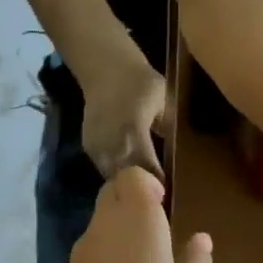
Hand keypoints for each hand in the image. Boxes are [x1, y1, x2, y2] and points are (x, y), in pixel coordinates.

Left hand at [49, 168, 211, 262]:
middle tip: (155, 230)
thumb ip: (197, 262)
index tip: (163, 205)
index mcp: (137, 218)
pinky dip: (103, 256)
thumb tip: (201, 238)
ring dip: (117, 230)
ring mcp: (81, 249)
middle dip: (130, 200)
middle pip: (111, 193)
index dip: (147, 183)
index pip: (131, 176)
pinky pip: (88, 250)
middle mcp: (104, 224)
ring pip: (98, 222)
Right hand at [79, 55, 166, 181]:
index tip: (169, 192)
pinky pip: (102, 167)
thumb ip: (168, 129)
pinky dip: (114, 172)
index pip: (148, 170)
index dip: (158, 184)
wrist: (106, 68)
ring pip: (112, 176)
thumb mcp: (165, 102)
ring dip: (125, 182)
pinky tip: (126, 172)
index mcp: (133, 134)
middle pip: (127, 179)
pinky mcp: (88, 145)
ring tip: (140, 188)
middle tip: (155, 195)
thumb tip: (174, 154)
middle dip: (141, 188)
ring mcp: (97, 146)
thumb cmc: (140, 81)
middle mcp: (112, 144)